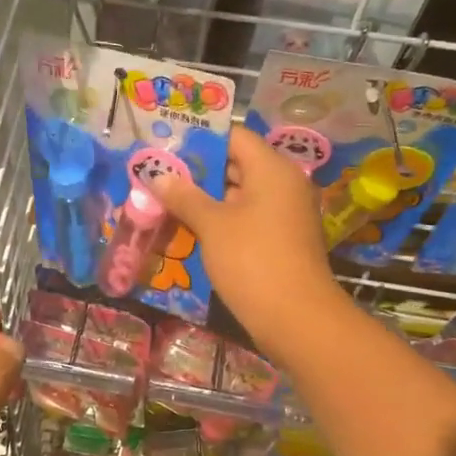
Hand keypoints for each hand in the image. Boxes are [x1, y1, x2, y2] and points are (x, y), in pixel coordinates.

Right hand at [149, 126, 344, 359]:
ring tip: (166, 202)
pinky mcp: (281, 241)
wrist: (296, 318)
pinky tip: (190, 230)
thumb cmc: (252, 260)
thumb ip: (185, 197)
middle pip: (236, 165)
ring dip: (206, 200)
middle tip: (159, 176)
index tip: (167, 147)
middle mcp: (284, 184)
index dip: (200, 140)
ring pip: (239, 195)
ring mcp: (285, 214)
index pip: (235, 137)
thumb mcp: (212, 225)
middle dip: (197, 172)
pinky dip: (221, 221)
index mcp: (272, 169)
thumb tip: (159, 176)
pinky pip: (247, 219)